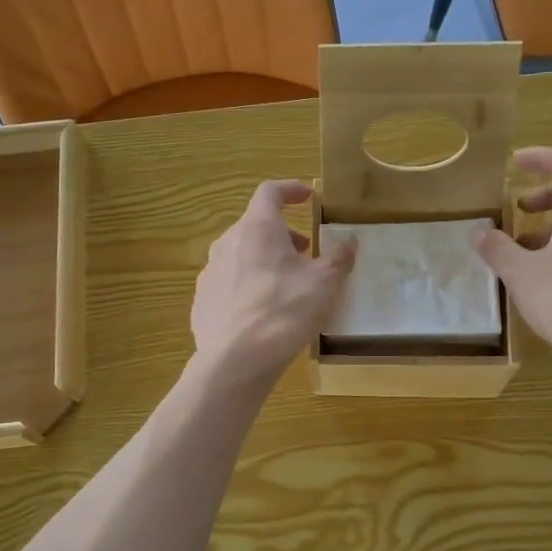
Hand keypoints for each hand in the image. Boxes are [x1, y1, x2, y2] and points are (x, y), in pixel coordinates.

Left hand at [191, 181, 354, 389]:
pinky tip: (262, 312)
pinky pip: (228, 284)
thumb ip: (339, 257)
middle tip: (305, 253)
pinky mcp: (202, 301)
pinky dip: (247, 286)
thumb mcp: (324, 283)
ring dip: (264, 260)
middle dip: (282, 234)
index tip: (307, 196)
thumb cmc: (284, 311)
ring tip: (285, 284)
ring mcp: (210, 273)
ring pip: (240, 255)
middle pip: (255, 226)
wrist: (235, 360)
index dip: (290, 189)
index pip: (270, 192)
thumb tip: (349, 241)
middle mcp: (227, 243)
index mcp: (257, 228)